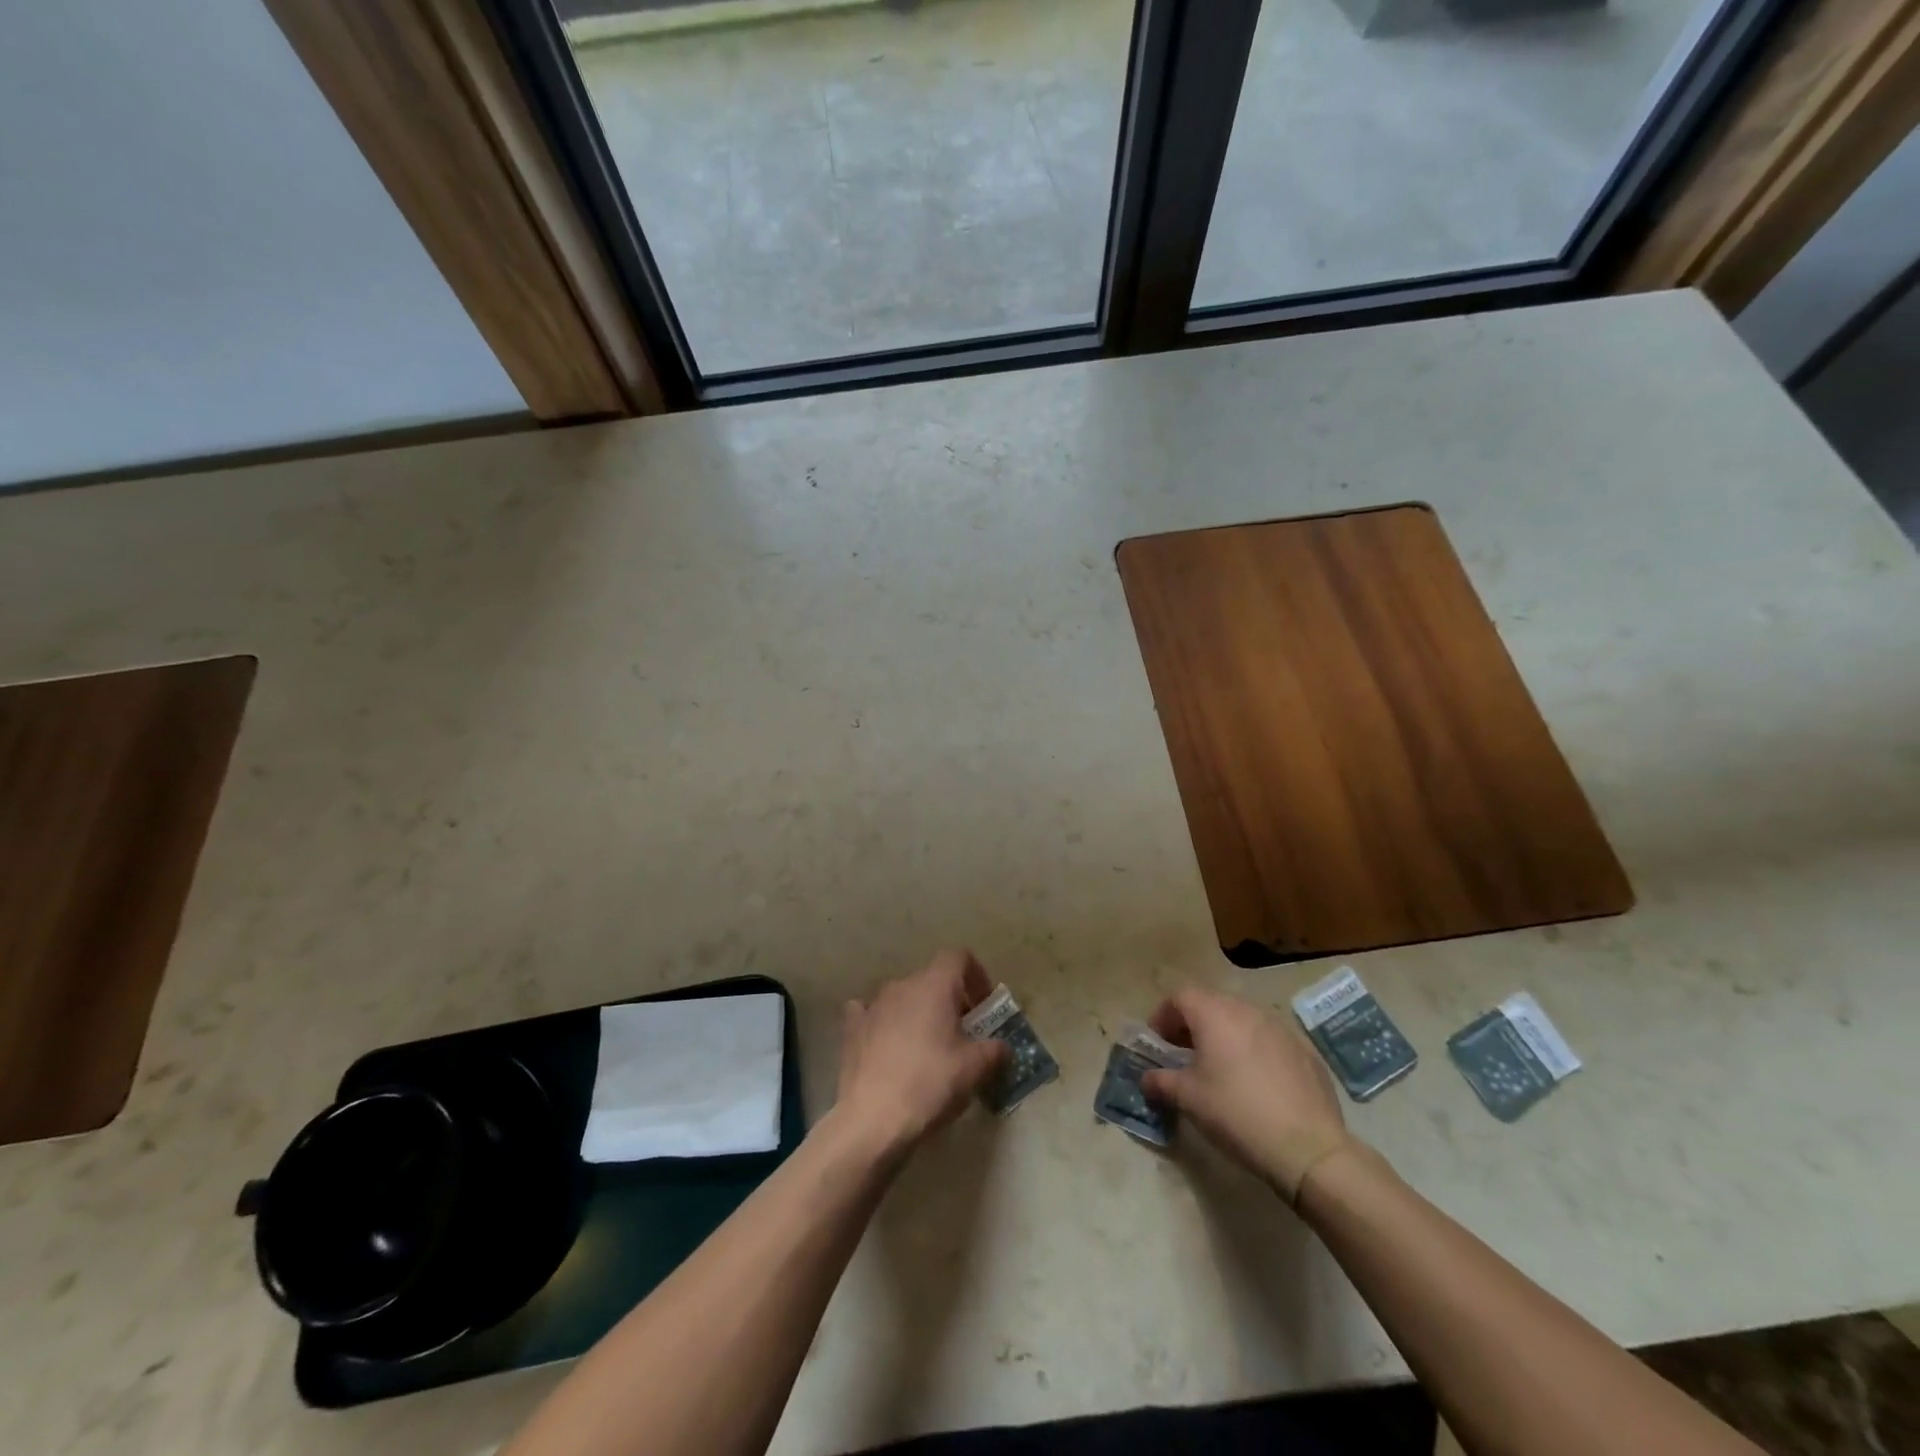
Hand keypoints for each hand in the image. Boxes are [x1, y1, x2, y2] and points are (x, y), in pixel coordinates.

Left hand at [832, 949, 1007, 1160]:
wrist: (872, 1120)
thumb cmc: (930, 1084)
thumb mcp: (975, 1069)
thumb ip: (995, 1050)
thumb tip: (1002, 1047)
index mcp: (934, 985)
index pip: (959, 957)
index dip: (976, 975)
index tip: (984, 1007)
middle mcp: (902, 985)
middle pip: (932, 979)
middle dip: (951, 1000)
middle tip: (964, 1035)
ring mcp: (873, 1005)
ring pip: (904, 997)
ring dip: (919, 1012)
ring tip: (928, 1048)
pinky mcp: (853, 1028)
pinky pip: (871, 1013)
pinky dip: (884, 1023)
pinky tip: (888, 1046)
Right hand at [1141, 987, 1354, 1202]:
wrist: (1308, 1148)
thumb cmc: (1236, 1113)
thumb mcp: (1188, 1098)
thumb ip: (1160, 1081)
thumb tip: (1146, 1078)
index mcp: (1215, 1014)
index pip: (1180, 997)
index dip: (1163, 1015)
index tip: (1158, 1043)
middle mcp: (1248, 1010)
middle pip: (1212, 1004)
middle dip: (1193, 1024)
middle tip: (1184, 1053)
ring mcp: (1281, 1027)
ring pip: (1242, 1019)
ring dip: (1224, 1035)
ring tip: (1220, 1067)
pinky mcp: (1305, 1050)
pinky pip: (1269, 1039)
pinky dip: (1254, 1049)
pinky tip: (1256, 1082)